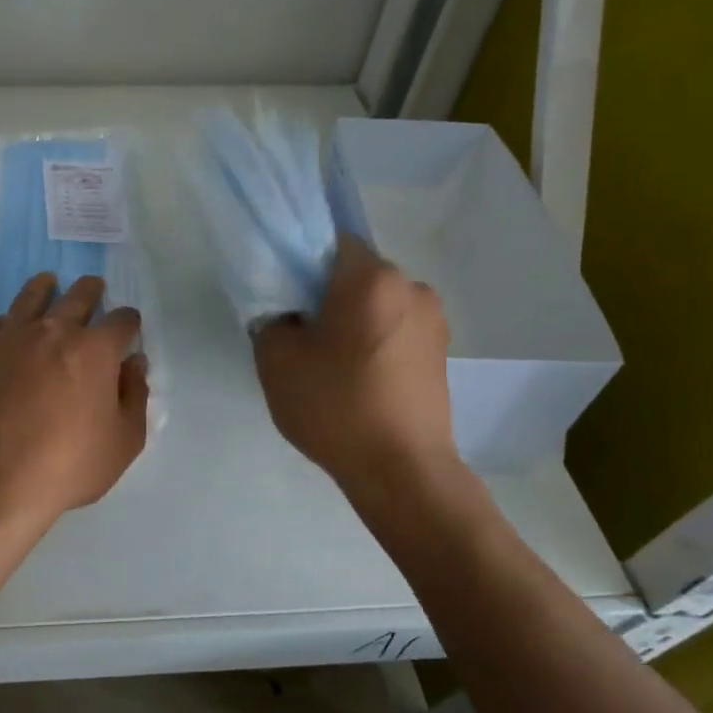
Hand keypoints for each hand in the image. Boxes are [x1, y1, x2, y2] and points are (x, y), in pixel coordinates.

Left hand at [0, 273, 149, 526]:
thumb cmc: (68, 466)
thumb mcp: (123, 442)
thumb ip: (135, 396)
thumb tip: (134, 364)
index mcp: (94, 350)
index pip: (122, 320)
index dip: (129, 323)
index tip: (128, 329)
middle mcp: (52, 331)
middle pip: (77, 297)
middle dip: (91, 292)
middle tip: (94, 289)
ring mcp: (8, 338)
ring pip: (30, 298)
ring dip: (44, 288)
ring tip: (48, 283)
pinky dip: (2, 323)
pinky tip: (4, 329)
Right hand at [253, 234, 456, 491]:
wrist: (401, 470)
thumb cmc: (336, 406)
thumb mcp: (276, 359)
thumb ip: (271, 318)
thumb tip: (286, 311)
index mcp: (371, 278)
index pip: (330, 242)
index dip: (301, 262)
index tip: (285, 296)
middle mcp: (411, 286)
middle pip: (356, 273)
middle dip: (327, 293)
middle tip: (301, 332)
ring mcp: (433, 319)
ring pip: (377, 302)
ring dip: (353, 319)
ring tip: (331, 362)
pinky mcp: (442, 351)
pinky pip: (396, 328)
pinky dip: (374, 340)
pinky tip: (358, 377)